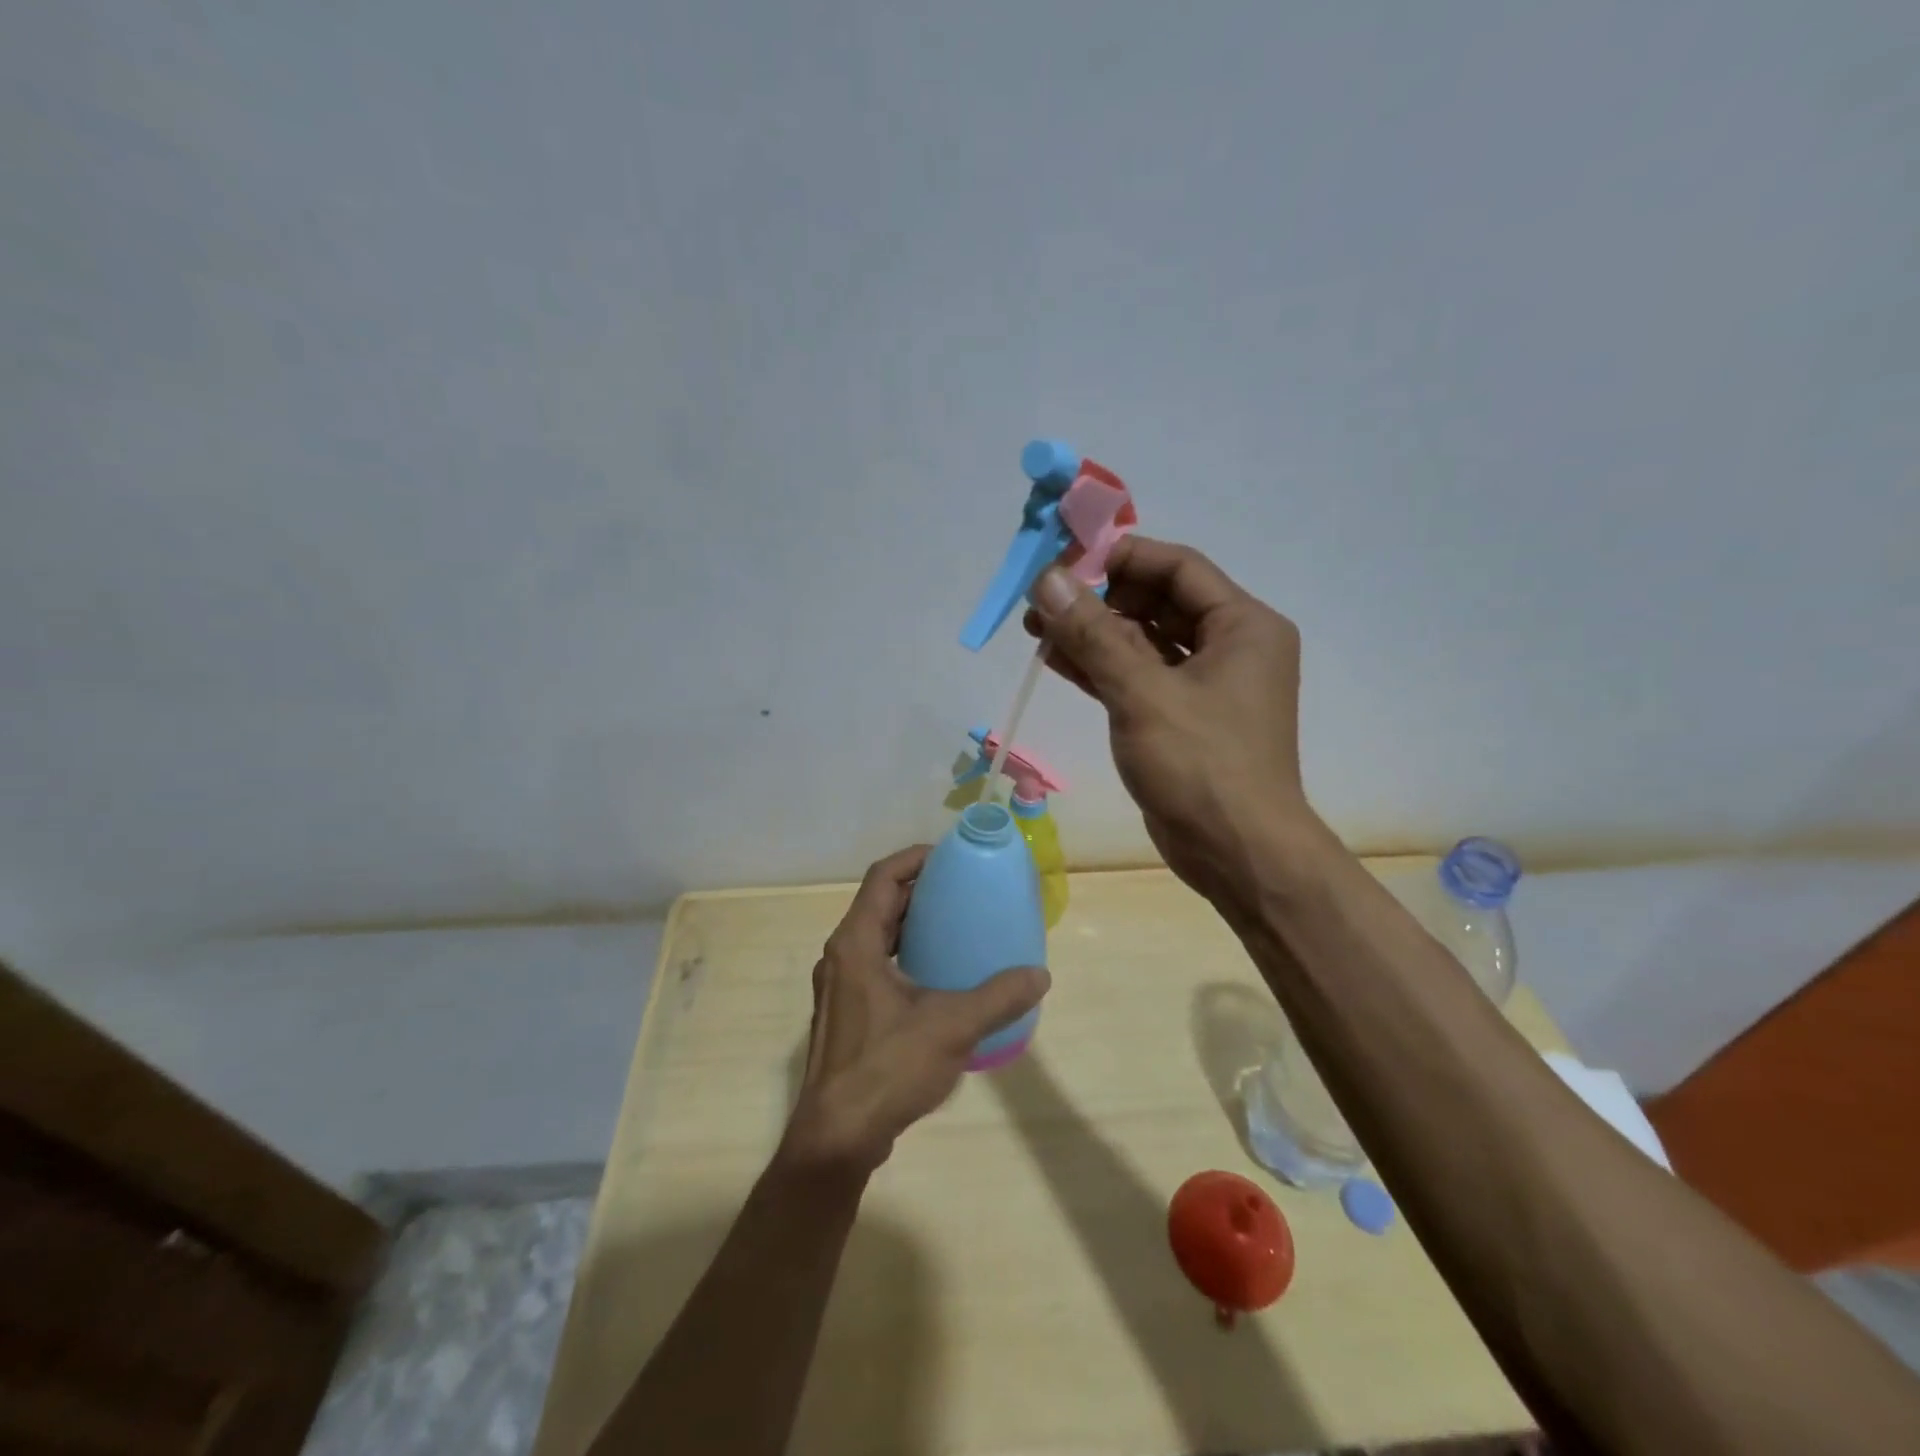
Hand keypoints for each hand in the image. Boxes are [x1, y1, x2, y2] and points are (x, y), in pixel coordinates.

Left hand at [784, 846, 1050, 1175]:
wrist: (837, 1137)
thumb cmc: (887, 1068)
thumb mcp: (951, 1027)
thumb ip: (998, 997)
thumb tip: (1039, 975)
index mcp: (856, 943)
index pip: (882, 877)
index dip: (915, 858)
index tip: (951, 855)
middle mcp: (841, 955)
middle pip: (879, 902)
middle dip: (918, 888)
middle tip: (962, 887)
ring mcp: (839, 986)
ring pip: (876, 935)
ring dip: (911, 922)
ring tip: (954, 924)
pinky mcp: (845, 1013)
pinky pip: (875, 963)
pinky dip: (904, 953)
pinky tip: (937, 975)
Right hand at [1025, 536, 1318, 908]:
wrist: (1238, 854)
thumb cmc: (1202, 766)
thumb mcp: (1143, 693)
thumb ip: (1094, 634)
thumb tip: (1048, 580)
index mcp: (1244, 626)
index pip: (1178, 567)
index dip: (1122, 557)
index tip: (1067, 559)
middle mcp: (1231, 647)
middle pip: (1158, 603)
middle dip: (1099, 598)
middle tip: (1042, 597)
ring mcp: (1205, 686)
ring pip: (1143, 642)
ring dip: (1093, 634)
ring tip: (1035, 626)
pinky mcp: (1181, 719)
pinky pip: (1138, 678)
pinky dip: (1100, 668)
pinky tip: (1055, 659)